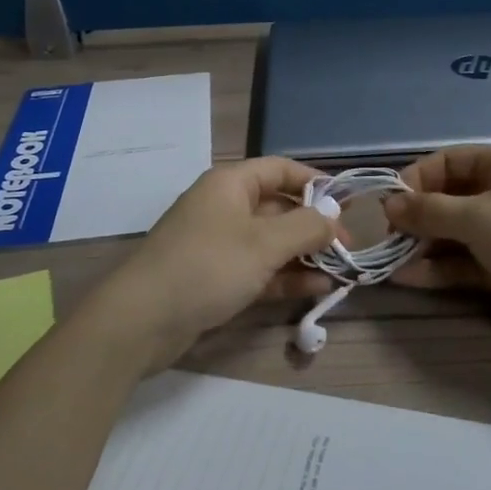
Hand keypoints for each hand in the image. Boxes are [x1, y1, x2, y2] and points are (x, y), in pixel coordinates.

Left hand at [85, 157, 338, 372]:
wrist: (142, 320)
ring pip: (271, 242)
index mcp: (231, 184)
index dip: (315, 182)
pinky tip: (317, 290)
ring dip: (304, 255)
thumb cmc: (207, 266)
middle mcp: (225, 207)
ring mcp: (219, 244)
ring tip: (340, 272)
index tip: (347, 202)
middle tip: (348, 248)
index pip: (281, 169)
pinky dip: (286, 277)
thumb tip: (333, 217)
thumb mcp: (264, 243)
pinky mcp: (215, 277)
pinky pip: (258, 269)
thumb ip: (305, 227)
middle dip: (314, 226)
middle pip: (278, 207)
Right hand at [382, 146, 490, 350]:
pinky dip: (437, 269)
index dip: (415, 180)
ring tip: (389, 262)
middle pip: (447, 198)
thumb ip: (428, 211)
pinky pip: (462, 261)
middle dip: (416, 218)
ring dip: (422, 246)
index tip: (388, 205)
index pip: (447, 161)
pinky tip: (407, 279)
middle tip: (388, 238)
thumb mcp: (477, 217)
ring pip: (452, 233)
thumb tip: (387, 204)